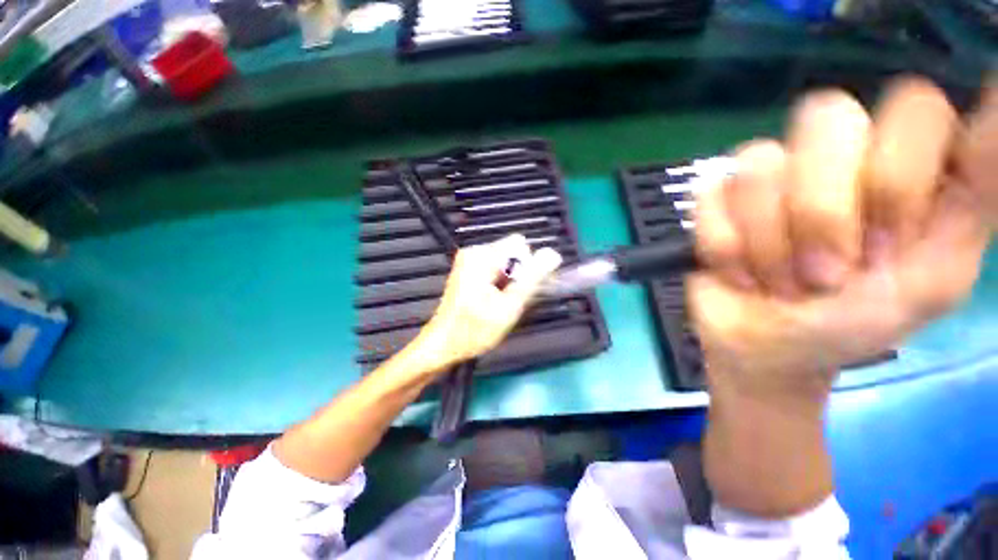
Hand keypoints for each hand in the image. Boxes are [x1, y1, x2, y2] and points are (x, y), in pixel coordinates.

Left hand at [418, 234, 561, 370]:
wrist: (443, 344)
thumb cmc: (474, 330)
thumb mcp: (509, 307)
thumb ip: (532, 279)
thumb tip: (553, 254)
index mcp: (482, 256)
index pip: (521, 246)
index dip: (528, 267)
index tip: (522, 291)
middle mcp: (475, 252)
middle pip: (514, 253)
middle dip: (519, 276)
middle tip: (511, 302)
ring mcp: (471, 261)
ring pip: (507, 263)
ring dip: (511, 283)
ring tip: (502, 305)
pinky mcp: (470, 270)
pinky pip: (497, 269)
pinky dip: (502, 284)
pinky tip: (496, 302)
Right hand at [691, 78, 992, 406]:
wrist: (767, 347)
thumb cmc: (856, 323)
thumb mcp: (937, 277)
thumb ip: (979, 198)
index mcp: (901, 164)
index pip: (913, 105)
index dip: (899, 174)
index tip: (893, 243)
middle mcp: (836, 154)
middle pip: (825, 118)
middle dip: (822, 212)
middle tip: (827, 273)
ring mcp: (768, 175)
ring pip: (759, 167)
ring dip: (769, 242)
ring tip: (778, 280)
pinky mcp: (715, 201)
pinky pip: (711, 200)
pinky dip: (725, 246)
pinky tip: (737, 272)